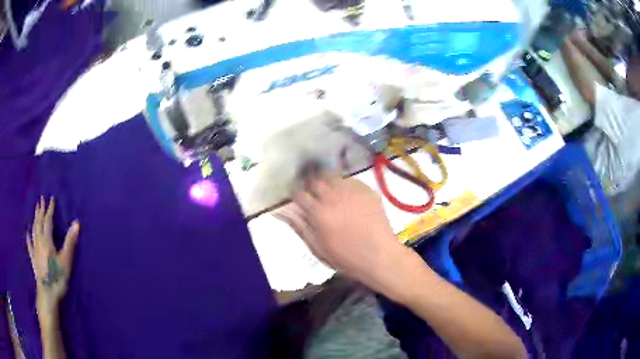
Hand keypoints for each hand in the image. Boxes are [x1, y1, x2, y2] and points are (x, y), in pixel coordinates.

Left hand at [26, 197, 79, 318]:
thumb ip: (70, 242)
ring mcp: (35, 249)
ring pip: (34, 230)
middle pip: (38, 222)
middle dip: (40, 210)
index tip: (51, 199)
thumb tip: (77, 223)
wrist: (48, 293)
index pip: (48, 220)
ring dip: (35, 219)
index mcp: (46, 239)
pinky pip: (29, 244)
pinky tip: (27, 233)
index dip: (50, 209)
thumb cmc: (57, 276)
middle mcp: (39, 241)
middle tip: (41, 200)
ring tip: (36, 211)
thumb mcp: (66, 260)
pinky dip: (28, 237)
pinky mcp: (33, 258)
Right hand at [278, 172, 418, 296]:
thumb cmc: (346, 258)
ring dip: (328, 183)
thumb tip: (282, 212)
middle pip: (315, 180)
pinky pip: (350, 180)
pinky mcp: (367, 190)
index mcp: (319, 213)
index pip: (299, 194)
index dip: (296, 196)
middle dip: (311, 186)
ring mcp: (352, 191)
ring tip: (331, 194)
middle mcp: (333, 197)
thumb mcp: (318, 248)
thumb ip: (300, 227)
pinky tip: (348, 197)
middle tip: (314, 196)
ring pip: (333, 177)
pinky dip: (345, 186)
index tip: (298, 201)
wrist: (380, 256)